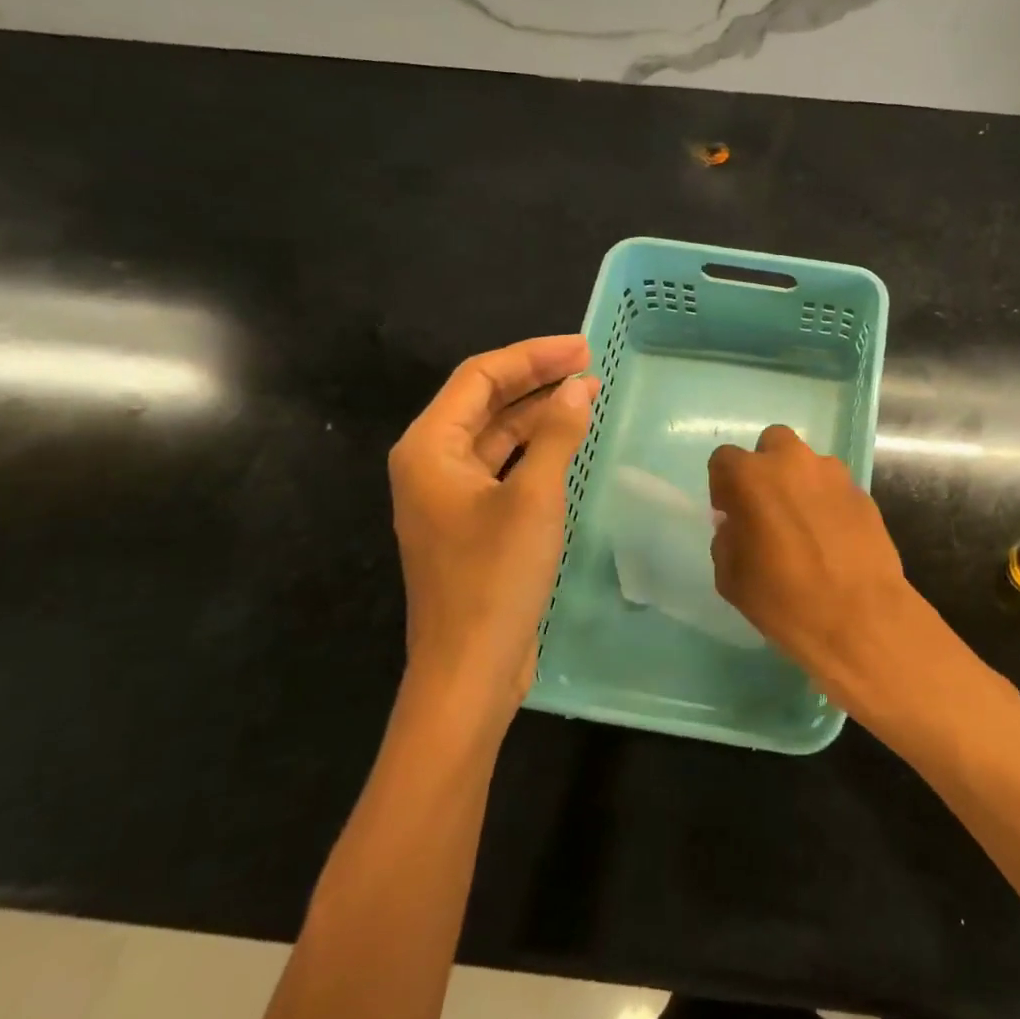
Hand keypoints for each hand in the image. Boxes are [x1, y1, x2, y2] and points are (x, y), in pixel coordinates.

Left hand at [388, 335, 598, 726]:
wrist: (469, 669)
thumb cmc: (495, 577)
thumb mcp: (534, 498)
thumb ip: (557, 434)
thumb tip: (579, 388)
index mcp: (430, 448)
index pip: (479, 377)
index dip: (532, 356)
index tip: (582, 349)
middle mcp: (432, 464)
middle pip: (485, 402)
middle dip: (536, 380)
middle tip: (589, 364)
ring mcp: (450, 496)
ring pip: (496, 435)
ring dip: (538, 413)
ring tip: (587, 395)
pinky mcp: (471, 522)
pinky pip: (503, 467)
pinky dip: (535, 448)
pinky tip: (568, 441)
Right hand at [708, 425, 949, 723]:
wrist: (860, 618)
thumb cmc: (784, 600)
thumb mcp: (731, 578)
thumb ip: (727, 540)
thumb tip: (737, 525)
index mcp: (752, 477)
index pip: (724, 460)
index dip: (723, 486)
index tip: (731, 514)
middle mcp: (793, 462)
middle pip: (773, 444)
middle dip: (766, 468)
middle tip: (768, 507)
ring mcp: (834, 475)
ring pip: (809, 464)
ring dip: (801, 484)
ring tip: (805, 526)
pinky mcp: (864, 493)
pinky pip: (836, 489)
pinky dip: (829, 504)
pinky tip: (833, 539)